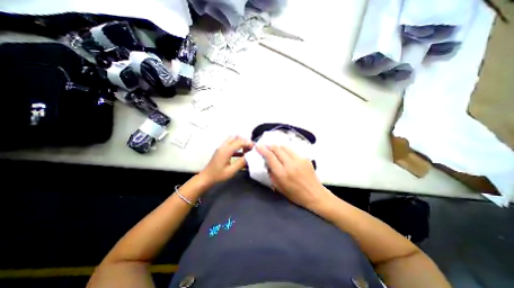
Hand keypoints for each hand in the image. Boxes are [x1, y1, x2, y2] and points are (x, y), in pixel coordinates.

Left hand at [200, 136, 252, 185]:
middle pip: (235, 137)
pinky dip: (236, 146)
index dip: (248, 143)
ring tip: (247, 150)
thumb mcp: (231, 171)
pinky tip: (241, 154)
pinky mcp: (221, 150)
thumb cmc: (218, 175)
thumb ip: (241, 163)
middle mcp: (223, 146)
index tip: (254, 148)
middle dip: (244, 141)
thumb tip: (250, 157)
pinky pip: (230, 144)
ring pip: (232, 139)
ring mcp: (221, 147)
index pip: (239, 142)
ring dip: (240, 142)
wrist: (206, 177)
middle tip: (250, 148)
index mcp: (226, 150)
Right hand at [257, 146, 333, 208]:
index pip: (270, 157)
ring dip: (277, 146)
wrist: (314, 194)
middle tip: (265, 144)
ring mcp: (299, 160)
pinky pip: (292, 150)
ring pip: (285, 147)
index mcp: (282, 174)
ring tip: (273, 146)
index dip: (263, 150)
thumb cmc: (294, 194)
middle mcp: (290, 164)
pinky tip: (284, 151)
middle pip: (277, 149)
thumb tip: (267, 163)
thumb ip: (271, 174)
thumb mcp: (279, 187)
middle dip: (269, 145)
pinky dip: (286, 149)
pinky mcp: (305, 158)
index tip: (258, 146)